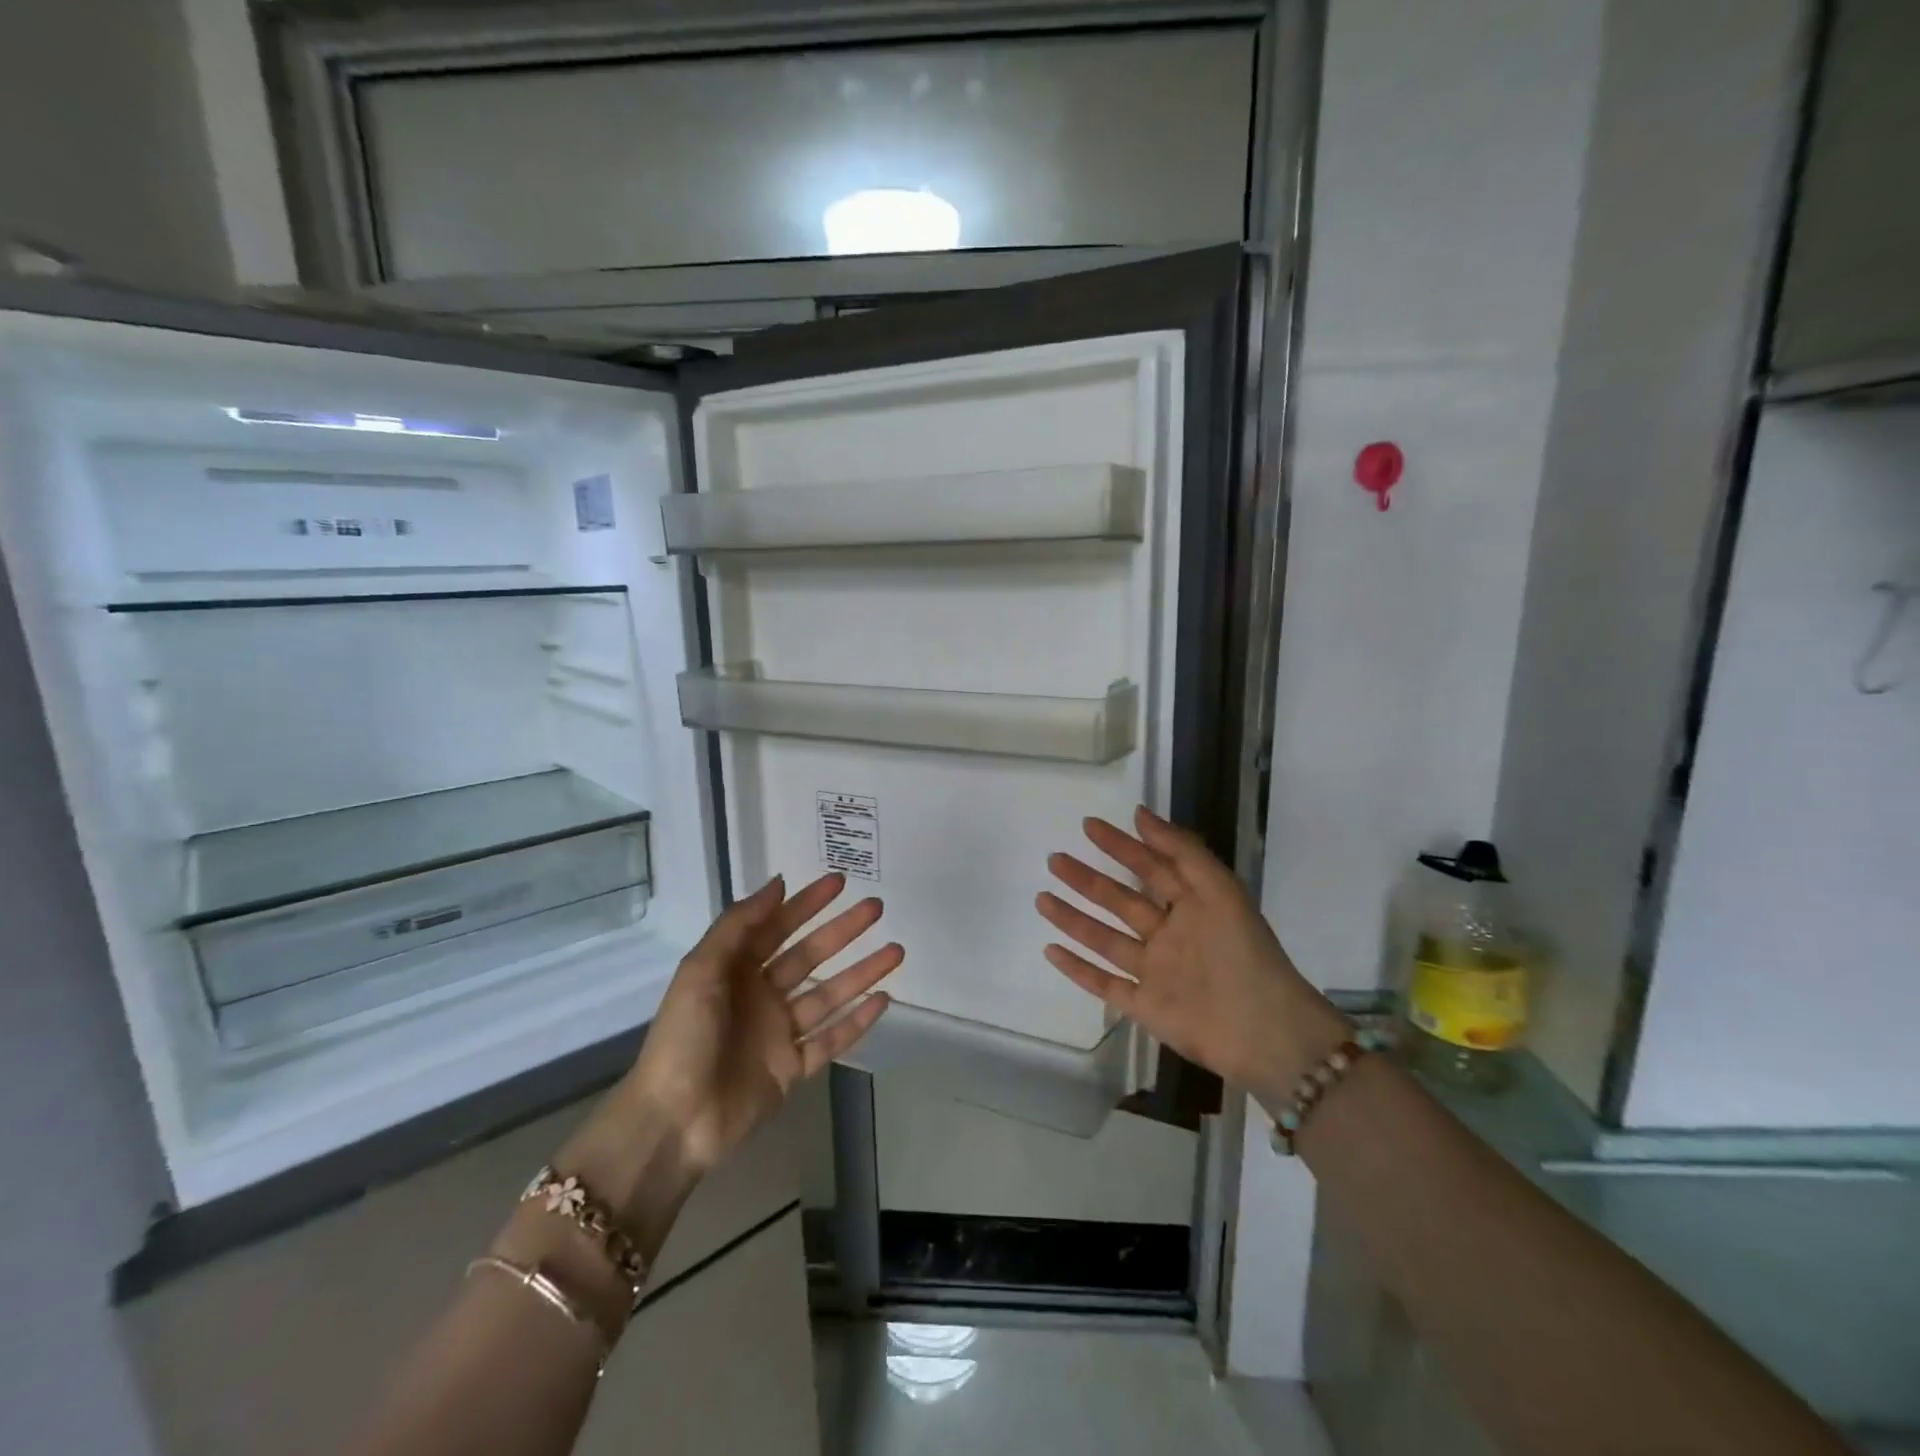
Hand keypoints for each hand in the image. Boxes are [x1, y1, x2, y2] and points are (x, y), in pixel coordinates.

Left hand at [558, 873, 898, 1236]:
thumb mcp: (700, 971)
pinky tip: (884, 999)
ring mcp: (779, 1033)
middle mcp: (760, 996)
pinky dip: (858, 1021)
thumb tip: (778, 883)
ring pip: (828, 994)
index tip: (839, 882)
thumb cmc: (683, 1039)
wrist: (674, 1122)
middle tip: (876, 908)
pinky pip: (831, 1039)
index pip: (777, 927)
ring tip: (896, 951)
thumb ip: (738, 925)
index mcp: (734, 971)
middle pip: (810, 956)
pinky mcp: (792, 1069)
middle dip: (842, 931)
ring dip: (861, 972)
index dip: (807, 904)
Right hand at [1036, 806, 1346, 1107]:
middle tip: (1055, 859)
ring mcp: (1154, 972)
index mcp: (1191, 906)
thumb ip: (1181, 851)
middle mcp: (1169, 935)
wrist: (1265, 1032)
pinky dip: (1077, 969)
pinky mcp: (1144, 1006)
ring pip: (1104, 939)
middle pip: (1119, 901)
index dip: (1120, 846)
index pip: (1149, 867)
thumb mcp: (1219, 889)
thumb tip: (1139, 814)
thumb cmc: (1244, 952)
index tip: (1089, 826)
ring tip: (1042, 897)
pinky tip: (1051, 950)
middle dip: (1087, 879)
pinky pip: (1104, 984)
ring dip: (1073, 918)